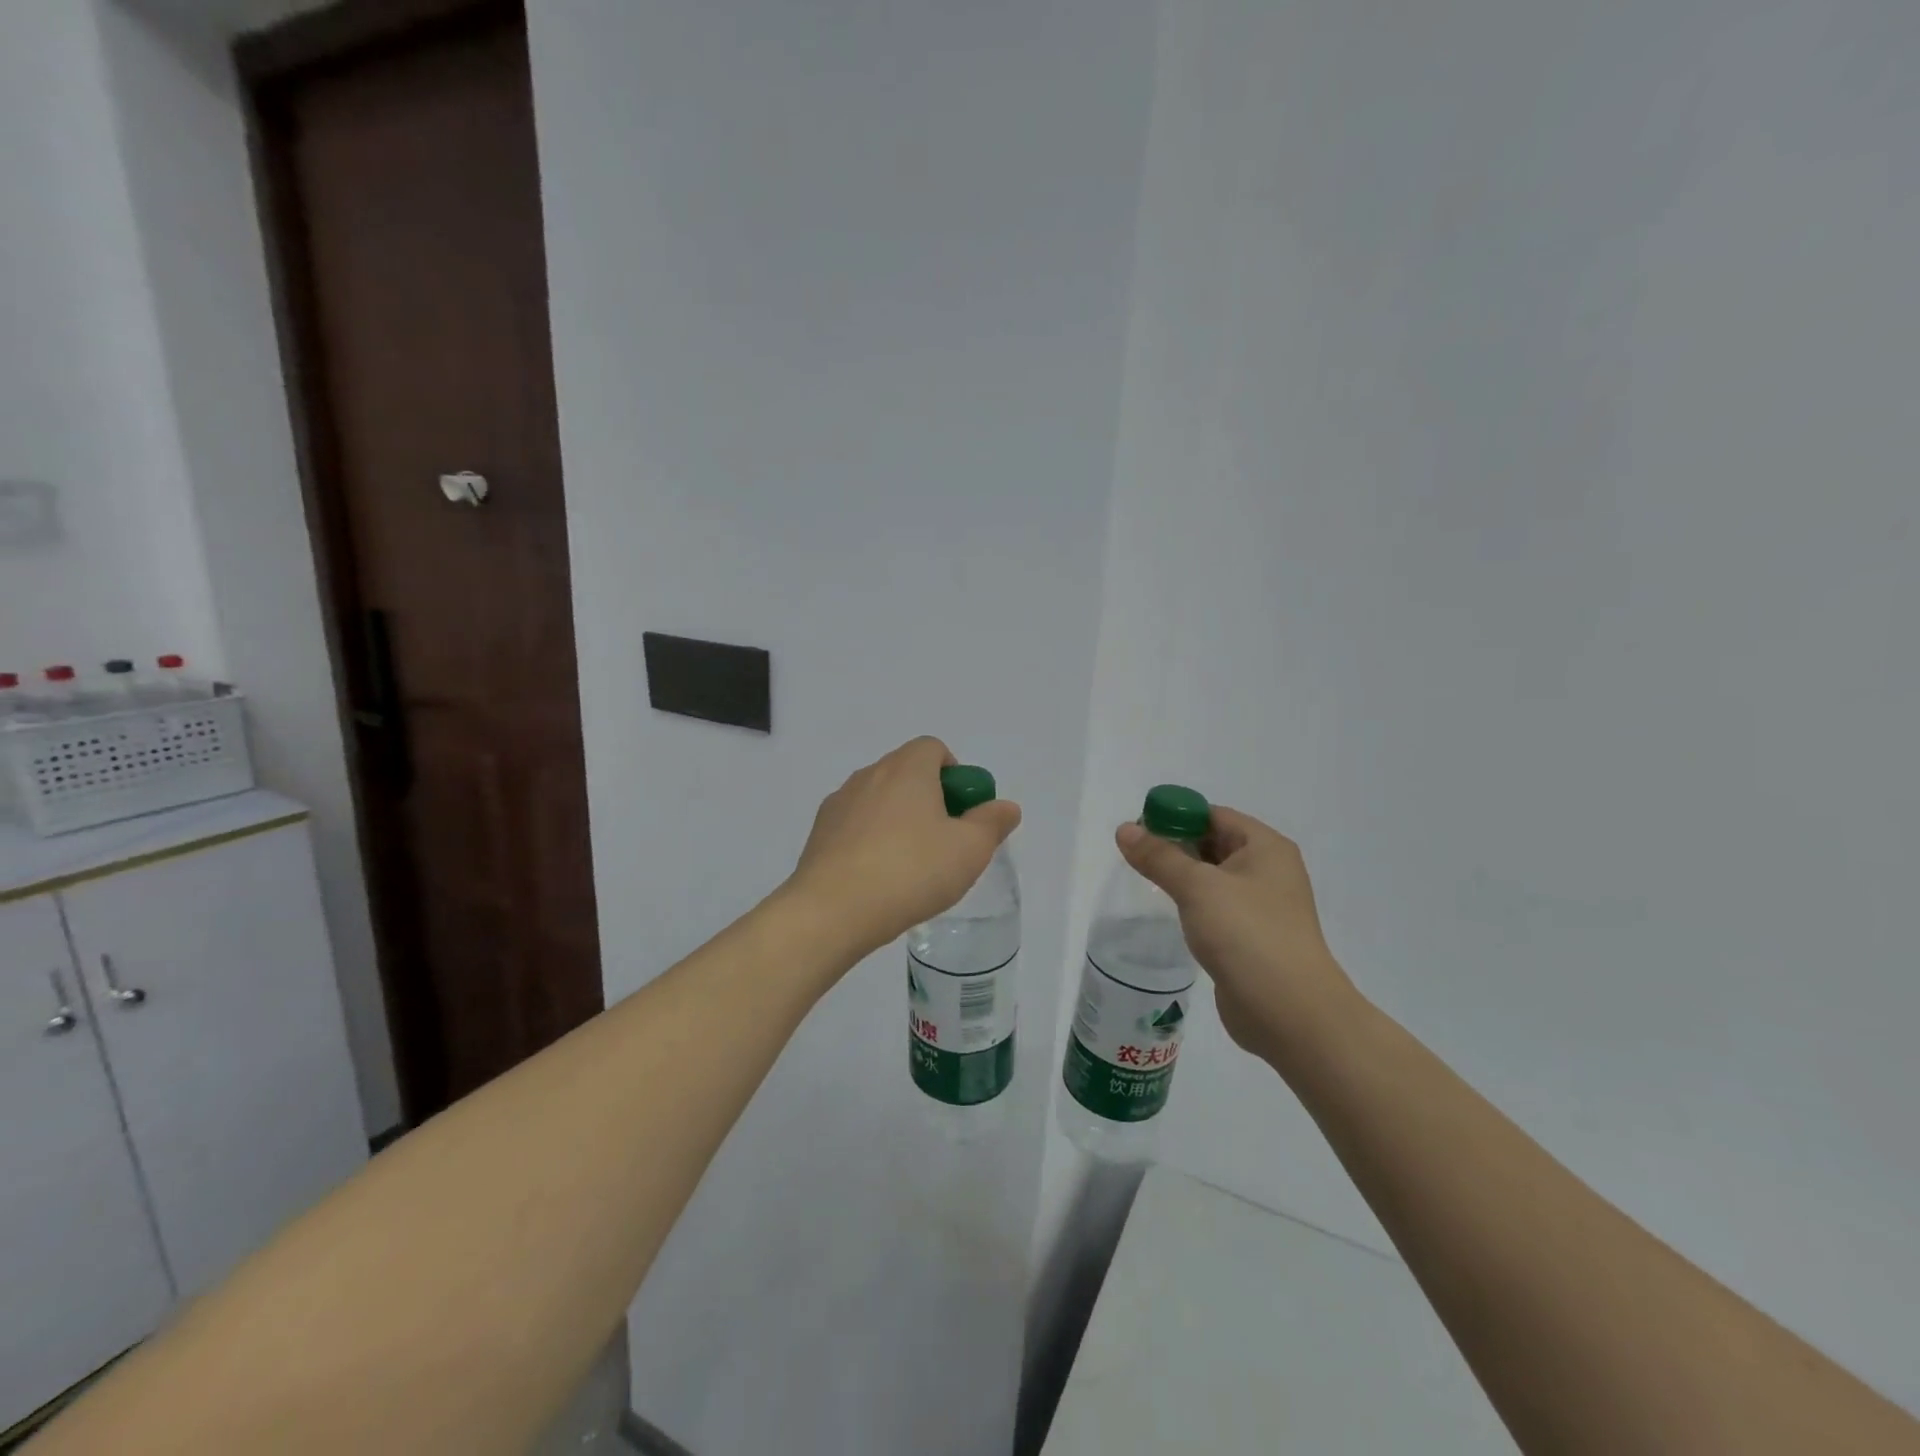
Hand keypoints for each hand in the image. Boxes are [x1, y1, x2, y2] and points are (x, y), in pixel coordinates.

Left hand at [787, 737, 1021, 959]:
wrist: (832, 909)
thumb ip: (992, 823)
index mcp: (907, 768)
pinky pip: (855, 825)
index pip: (933, 748)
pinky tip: (878, 878)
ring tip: (909, 866)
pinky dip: (870, 840)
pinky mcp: (819, 832)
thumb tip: (1005, 806)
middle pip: (906, 772)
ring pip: (879, 799)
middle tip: (943, 841)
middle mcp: (870, 774)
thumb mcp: (969, 850)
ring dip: (898, 820)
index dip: (953, 774)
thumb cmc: (911, 871)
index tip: (961, 811)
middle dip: (929, 799)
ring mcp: (839, 802)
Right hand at [1116, 807, 1357, 1067]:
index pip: (1214, 815)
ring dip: (1182, 876)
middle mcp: (1269, 871)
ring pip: (1213, 879)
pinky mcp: (1252, 939)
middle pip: (1214, 843)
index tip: (1138, 829)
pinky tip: (1169, 914)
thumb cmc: (1247, 935)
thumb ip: (1159, 856)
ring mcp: (1262, 907)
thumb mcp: (1197, 887)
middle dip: (1175, 845)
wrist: (1289, 1013)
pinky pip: (1216, 908)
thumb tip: (1125, 829)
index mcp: (1265, 847)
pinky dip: (1192, 905)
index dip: (1175, 815)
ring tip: (1144, 881)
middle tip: (1135, 855)